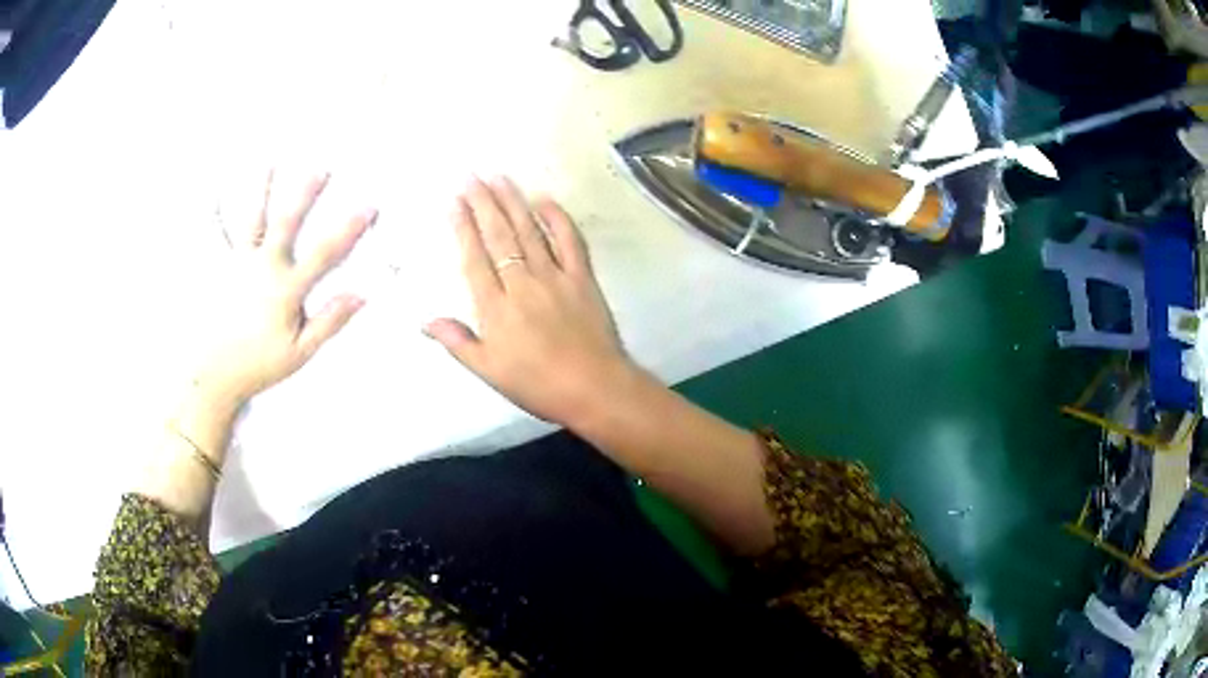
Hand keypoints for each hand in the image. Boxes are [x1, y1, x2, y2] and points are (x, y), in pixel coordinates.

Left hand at [197, 172, 375, 406]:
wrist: (212, 376)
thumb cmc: (256, 367)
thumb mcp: (299, 352)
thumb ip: (329, 322)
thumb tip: (360, 296)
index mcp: (285, 289)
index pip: (325, 254)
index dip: (350, 229)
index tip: (368, 207)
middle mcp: (262, 269)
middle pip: (287, 223)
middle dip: (306, 193)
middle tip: (321, 168)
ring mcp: (237, 265)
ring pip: (252, 220)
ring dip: (261, 190)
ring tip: (269, 163)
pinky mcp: (217, 269)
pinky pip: (214, 237)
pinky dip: (212, 215)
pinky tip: (210, 194)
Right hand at [425, 176, 635, 425]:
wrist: (594, 388)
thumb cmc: (537, 385)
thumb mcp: (489, 371)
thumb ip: (458, 342)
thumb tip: (425, 321)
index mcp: (496, 307)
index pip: (474, 258)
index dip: (463, 227)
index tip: (455, 201)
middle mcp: (522, 283)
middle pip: (499, 235)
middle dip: (483, 203)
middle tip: (471, 176)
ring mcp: (555, 276)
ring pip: (530, 231)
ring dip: (513, 201)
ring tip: (499, 177)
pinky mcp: (582, 277)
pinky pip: (570, 241)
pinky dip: (558, 218)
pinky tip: (545, 200)